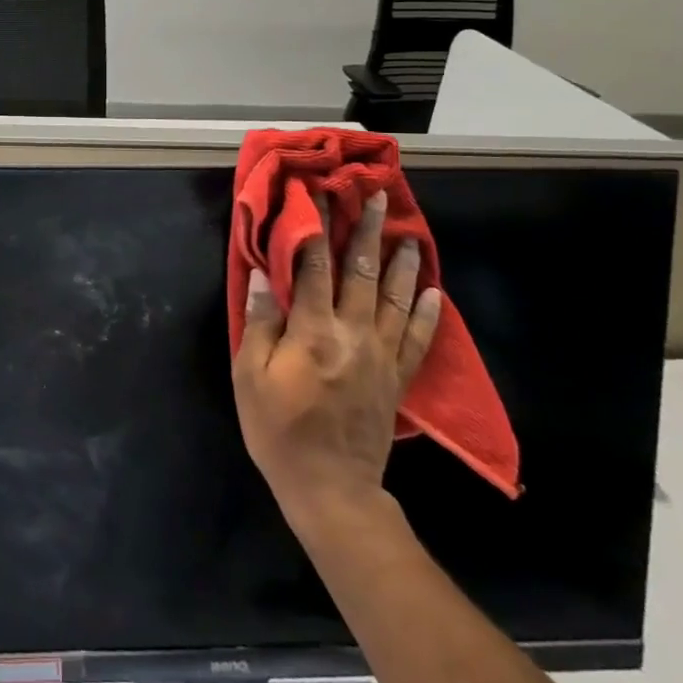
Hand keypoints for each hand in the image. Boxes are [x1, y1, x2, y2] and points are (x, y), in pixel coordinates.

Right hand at [232, 189, 442, 517]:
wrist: (330, 488)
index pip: (313, 266)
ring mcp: (381, 356)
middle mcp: (353, 334)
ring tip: (408, 234)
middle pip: (361, 272)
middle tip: (377, 198)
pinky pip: (417, 339)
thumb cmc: (279, 430)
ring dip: (401, 263)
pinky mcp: (397, 378)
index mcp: (313, 331)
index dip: (314, 226)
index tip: (317, 194)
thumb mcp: (250, 377)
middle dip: (366, 231)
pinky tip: (433, 291)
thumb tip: (262, 275)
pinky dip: (426, 313)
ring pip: (395, 298)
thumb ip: (260, 323)